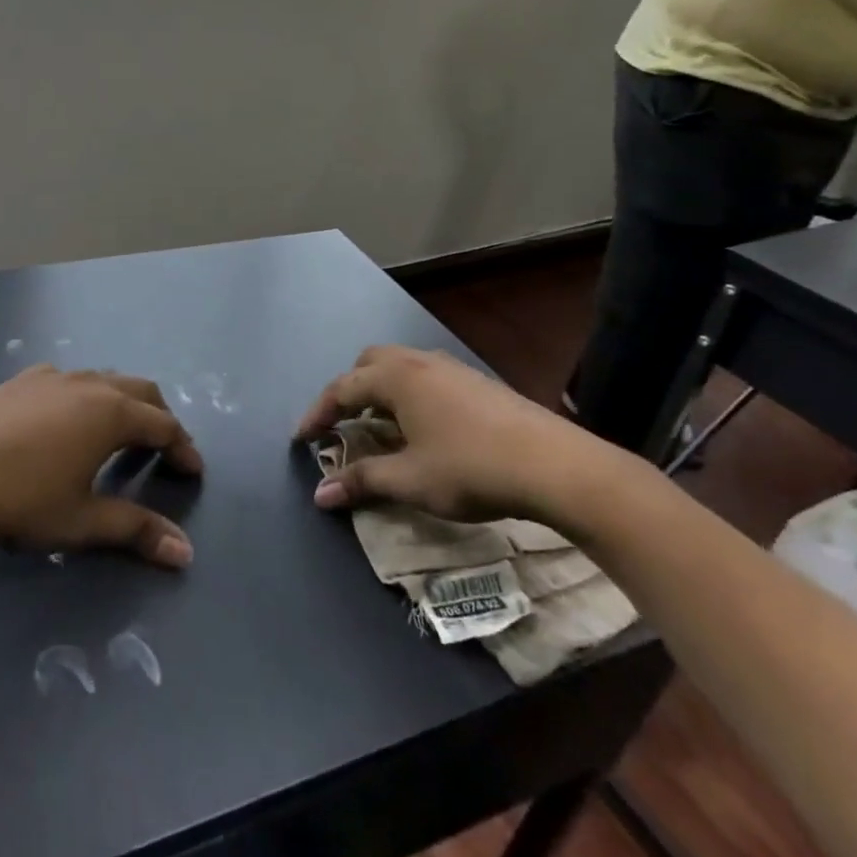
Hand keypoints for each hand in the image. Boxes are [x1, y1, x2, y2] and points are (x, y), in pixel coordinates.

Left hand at [0, 366, 201, 567]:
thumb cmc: (18, 499)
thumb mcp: (81, 521)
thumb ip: (135, 531)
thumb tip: (185, 553)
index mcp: (111, 413)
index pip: (163, 426)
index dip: (183, 448)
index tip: (193, 471)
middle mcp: (89, 384)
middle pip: (141, 391)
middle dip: (160, 418)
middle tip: (166, 450)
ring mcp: (52, 377)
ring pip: (105, 380)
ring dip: (125, 404)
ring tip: (122, 436)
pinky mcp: (21, 381)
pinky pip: (71, 381)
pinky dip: (89, 397)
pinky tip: (68, 422)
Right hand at [295, 346, 611, 525]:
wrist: (555, 465)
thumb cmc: (471, 469)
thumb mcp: (411, 480)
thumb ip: (363, 481)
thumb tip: (320, 494)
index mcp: (396, 378)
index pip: (342, 388)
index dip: (317, 413)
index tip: (301, 438)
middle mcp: (420, 362)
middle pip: (369, 363)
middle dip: (349, 391)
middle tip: (342, 425)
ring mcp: (452, 368)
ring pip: (401, 366)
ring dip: (380, 391)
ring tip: (380, 426)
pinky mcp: (477, 382)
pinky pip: (426, 377)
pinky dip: (408, 394)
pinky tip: (423, 428)